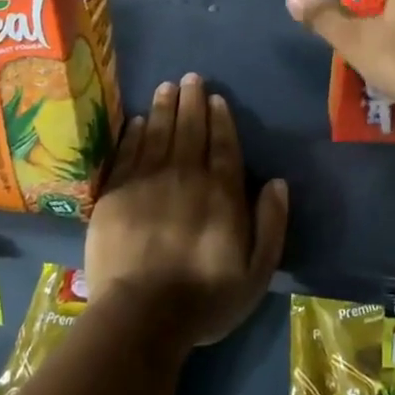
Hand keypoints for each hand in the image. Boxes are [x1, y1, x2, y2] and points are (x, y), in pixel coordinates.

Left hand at [85, 73, 287, 348]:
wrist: (141, 316)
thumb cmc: (205, 299)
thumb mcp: (256, 272)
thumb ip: (271, 224)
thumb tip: (277, 182)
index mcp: (221, 193)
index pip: (224, 145)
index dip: (221, 119)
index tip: (216, 98)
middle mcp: (186, 176)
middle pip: (190, 130)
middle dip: (192, 101)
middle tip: (191, 77)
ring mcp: (148, 182)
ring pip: (159, 133)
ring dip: (165, 107)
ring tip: (167, 86)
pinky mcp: (117, 193)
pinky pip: (129, 153)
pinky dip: (135, 133)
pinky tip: (140, 119)